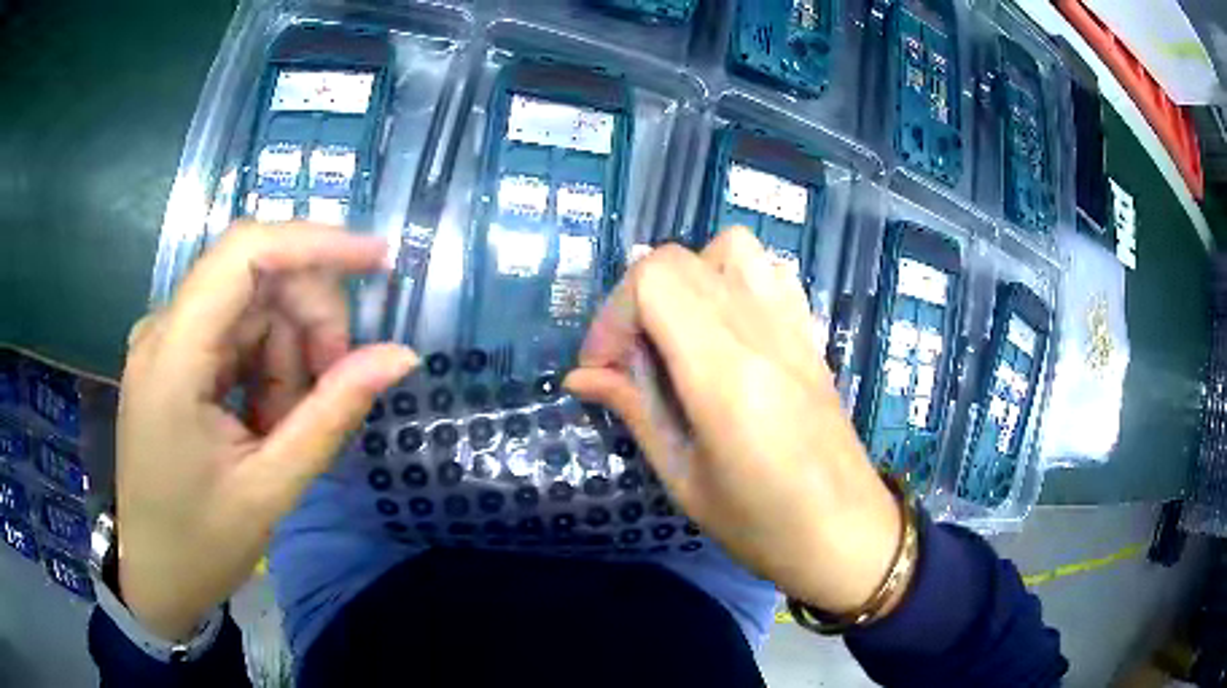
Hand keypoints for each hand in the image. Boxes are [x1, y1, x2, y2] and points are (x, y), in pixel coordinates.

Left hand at [116, 222, 416, 640]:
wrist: (155, 577)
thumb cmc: (201, 544)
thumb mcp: (271, 488)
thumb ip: (332, 414)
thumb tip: (400, 355)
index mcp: (173, 356)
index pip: (245, 252)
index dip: (315, 243)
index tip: (378, 261)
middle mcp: (163, 329)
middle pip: (255, 279)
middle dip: (308, 322)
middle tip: (336, 387)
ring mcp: (165, 341)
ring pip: (251, 309)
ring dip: (287, 358)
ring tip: (286, 429)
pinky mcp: (173, 358)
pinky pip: (235, 336)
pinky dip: (265, 370)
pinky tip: (264, 423)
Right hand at [565, 228, 903, 614]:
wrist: (847, 534)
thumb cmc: (762, 525)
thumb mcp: (683, 478)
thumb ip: (635, 410)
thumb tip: (580, 376)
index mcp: (724, 373)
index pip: (654, 282)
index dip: (613, 315)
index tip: (603, 368)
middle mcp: (760, 332)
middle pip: (679, 259)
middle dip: (636, 300)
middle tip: (630, 358)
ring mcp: (792, 326)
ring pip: (729, 249)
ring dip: (689, 279)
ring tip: (678, 334)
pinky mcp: (810, 334)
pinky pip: (769, 272)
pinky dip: (733, 281)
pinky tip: (725, 331)